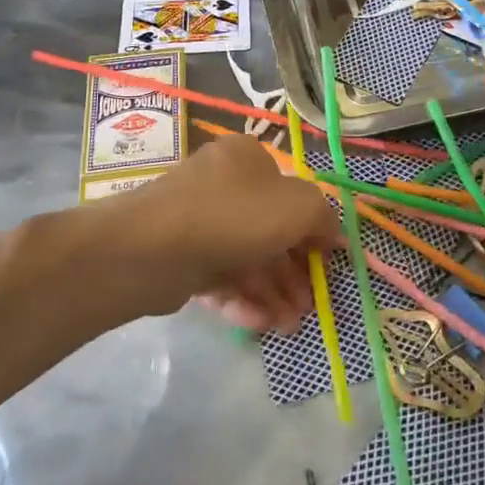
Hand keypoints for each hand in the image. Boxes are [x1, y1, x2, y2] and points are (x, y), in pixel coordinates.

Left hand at [91, 135, 338, 333]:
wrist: (152, 248)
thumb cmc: (234, 216)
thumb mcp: (298, 207)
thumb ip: (323, 217)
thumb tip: (332, 234)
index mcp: (247, 158)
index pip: (290, 193)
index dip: (314, 228)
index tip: (329, 262)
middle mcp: (221, 184)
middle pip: (269, 231)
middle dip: (293, 272)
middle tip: (310, 304)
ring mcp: (197, 221)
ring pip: (246, 258)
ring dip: (273, 292)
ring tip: (290, 325)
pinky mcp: (180, 257)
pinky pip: (219, 277)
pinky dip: (242, 299)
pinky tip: (260, 323)